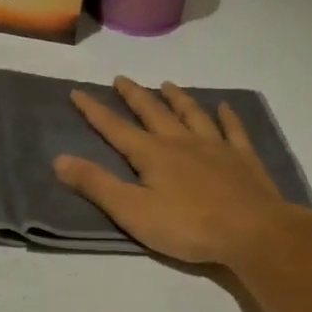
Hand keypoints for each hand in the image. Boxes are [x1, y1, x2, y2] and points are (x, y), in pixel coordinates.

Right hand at [55, 77, 311, 264]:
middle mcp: (182, 142)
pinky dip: (226, 116)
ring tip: (167, 84)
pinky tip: (224, 107)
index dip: (94, 111)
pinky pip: (233, 130)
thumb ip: (97, 185)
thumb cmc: (188, 227)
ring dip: (177, 98)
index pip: (116, 129)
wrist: (251, 232)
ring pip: (192, 114)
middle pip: (154, 112)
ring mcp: (216, 147)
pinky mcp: (243, 159)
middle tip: (121, 79)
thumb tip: (59, 159)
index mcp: (152, 155)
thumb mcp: (133, 212)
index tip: (78, 92)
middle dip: (134, 96)